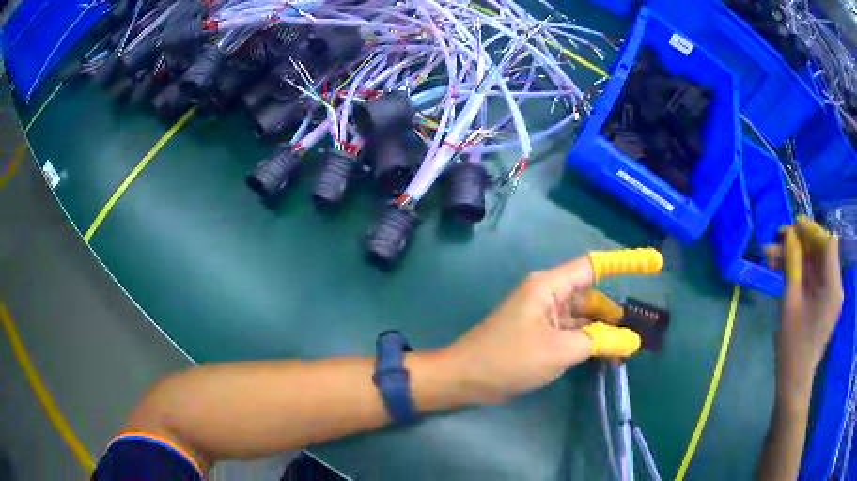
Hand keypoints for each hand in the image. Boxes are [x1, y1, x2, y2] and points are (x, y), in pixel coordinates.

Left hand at [444, 255, 641, 404]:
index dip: (627, 262)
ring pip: (583, 316)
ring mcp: (543, 314)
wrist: (465, 378)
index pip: (595, 266)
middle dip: (614, 313)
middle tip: (639, 333)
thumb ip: (600, 341)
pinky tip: (605, 354)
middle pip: (591, 295)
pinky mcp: (539, 333)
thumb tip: (633, 340)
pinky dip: (588, 340)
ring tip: (626, 349)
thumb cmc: (510, 359)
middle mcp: (548, 293)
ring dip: (603, 330)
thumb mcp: (560, 351)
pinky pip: (572, 331)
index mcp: (550, 285)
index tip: (654, 264)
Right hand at [764, 216, 843, 400]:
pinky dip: (801, 271)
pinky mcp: (824, 302)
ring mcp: (830, 294)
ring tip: (772, 256)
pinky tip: (783, 269)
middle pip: (822, 251)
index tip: (792, 225)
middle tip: (778, 239)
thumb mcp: (790, 302)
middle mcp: (835, 286)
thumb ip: (793, 265)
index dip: (811, 230)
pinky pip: (814, 277)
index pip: (827, 244)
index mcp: (832, 287)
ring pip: (816, 263)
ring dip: (797, 256)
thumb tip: (789, 236)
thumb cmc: (793, 346)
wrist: (794, 380)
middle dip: (801, 242)